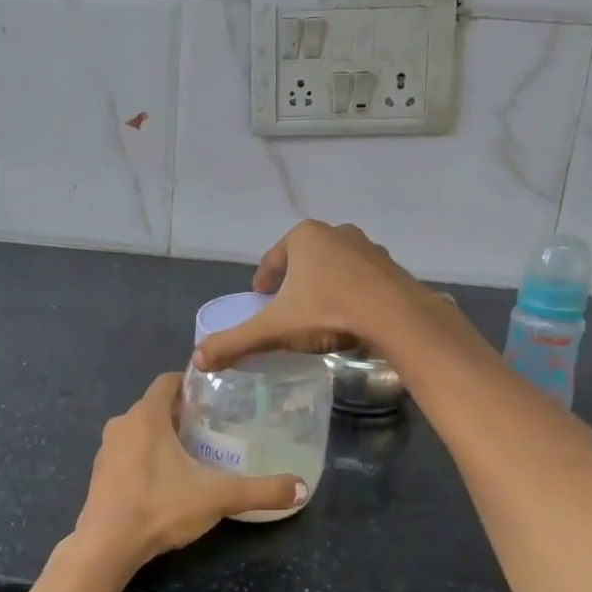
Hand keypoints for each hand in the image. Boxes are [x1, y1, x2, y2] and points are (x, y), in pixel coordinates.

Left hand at [73, 373, 308, 569]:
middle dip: (182, 412)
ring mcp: (106, 449)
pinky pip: (127, 451)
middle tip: (213, 426)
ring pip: (139, 429)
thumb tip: (301, 489)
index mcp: (146, 415)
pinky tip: (165, 478)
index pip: (168, 381)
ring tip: (193, 452)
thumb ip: (261, 490)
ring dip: (162, 435)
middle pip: (155, 405)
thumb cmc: (160, 507)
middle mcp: (122, 424)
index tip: (215, 395)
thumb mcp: (217, 497)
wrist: (106, 547)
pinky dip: (145, 455)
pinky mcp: (99, 473)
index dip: (191, 383)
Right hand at [193, 221, 430, 370]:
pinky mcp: (391, 267)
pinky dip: (351, 294)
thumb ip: (235, 342)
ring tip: (319, 313)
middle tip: (288, 307)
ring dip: (325, 285)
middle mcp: (336, 232)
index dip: (264, 278)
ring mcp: (367, 248)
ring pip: (335, 267)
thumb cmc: (327, 311)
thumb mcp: (275, 329)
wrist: (395, 316)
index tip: (261, 297)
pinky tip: (350, 316)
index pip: (274, 258)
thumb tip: (196, 359)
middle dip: (295, 280)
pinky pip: (362, 280)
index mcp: (304, 237)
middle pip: (305, 259)